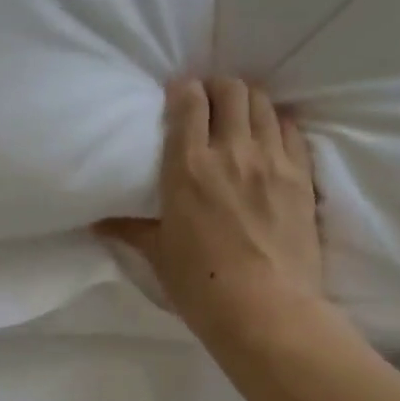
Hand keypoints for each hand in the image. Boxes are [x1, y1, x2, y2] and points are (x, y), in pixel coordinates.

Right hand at [99, 77, 324, 349]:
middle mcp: (231, 151)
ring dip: (248, 102)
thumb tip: (97, 222)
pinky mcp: (302, 176)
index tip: (180, 97)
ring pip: (263, 104)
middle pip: (230, 91)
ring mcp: (272, 160)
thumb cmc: (202, 287)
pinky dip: (278, 124)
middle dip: (218, 89)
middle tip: (210, 105)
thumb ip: (130, 230)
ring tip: (241, 117)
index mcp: (188, 167)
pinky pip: (292, 130)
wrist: (266, 312)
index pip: (189, 102)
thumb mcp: (159, 256)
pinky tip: (271, 138)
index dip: (184, 91)